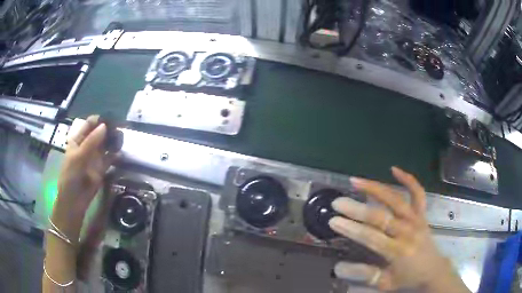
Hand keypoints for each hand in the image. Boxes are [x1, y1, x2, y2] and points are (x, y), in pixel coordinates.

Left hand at [56, 115, 116, 212]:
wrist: (74, 201)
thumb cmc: (71, 177)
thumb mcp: (78, 157)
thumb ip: (91, 142)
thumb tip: (105, 126)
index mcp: (78, 139)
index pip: (90, 124)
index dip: (99, 120)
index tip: (111, 120)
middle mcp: (87, 145)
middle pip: (100, 132)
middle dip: (109, 129)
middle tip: (120, 129)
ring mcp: (95, 156)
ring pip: (106, 144)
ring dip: (113, 141)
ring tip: (121, 139)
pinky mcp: (102, 168)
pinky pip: (110, 158)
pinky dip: (116, 155)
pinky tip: (121, 154)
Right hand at [329, 167, 468, 292]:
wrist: (433, 271)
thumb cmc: (408, 279)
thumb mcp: (384, 283)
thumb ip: (363, 274)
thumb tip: (338, 267)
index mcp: (398, 251)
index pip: (371, 237)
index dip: (352, 229)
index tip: (333, 221)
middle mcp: (407, 231)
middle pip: (381, 217)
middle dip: (357, 209)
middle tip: (338, 202)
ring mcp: (416, 219)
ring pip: (395, 199)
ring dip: (375, 188)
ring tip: (355, 180)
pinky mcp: (422, 214)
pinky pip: (417, 193)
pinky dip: (408, 179)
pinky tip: (394, 169)